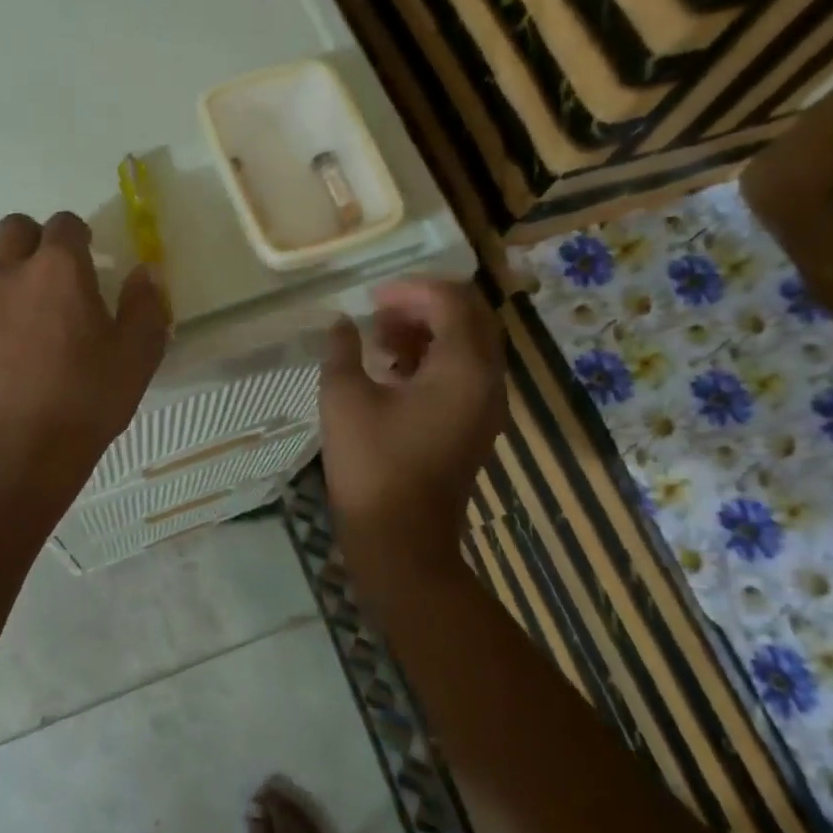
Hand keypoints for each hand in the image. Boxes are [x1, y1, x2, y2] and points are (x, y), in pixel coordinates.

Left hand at [0, 211, 167, 487]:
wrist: (24, 450)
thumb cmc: (88, 397)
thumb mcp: (137, 354)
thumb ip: (145, 305)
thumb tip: (145, 273)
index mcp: (59, 269)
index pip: (64, 223)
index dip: (79, 233)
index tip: (90, 253)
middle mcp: (12, 274)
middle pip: (14, 228)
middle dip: (36, 239)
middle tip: (56, 271)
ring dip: (9, 267)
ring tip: (30, 301)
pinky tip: (10, 346)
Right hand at [318, 279, 506, 556]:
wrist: (402, 541)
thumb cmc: (373, 465)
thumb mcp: (344, 399)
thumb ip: (343, 350)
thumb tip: (344, 324)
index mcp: (463, 368)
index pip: (451, 301)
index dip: (411, 290)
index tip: (372, 300)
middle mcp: (488, 381)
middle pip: (471, 318)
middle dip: (425, 306)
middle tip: (381, 314)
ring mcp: (487, 406)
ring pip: (470, 346)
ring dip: (431, 332)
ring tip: (383, 341)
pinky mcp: (477, 426)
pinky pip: (466, 374)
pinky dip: (436, 360)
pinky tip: (395, 372)